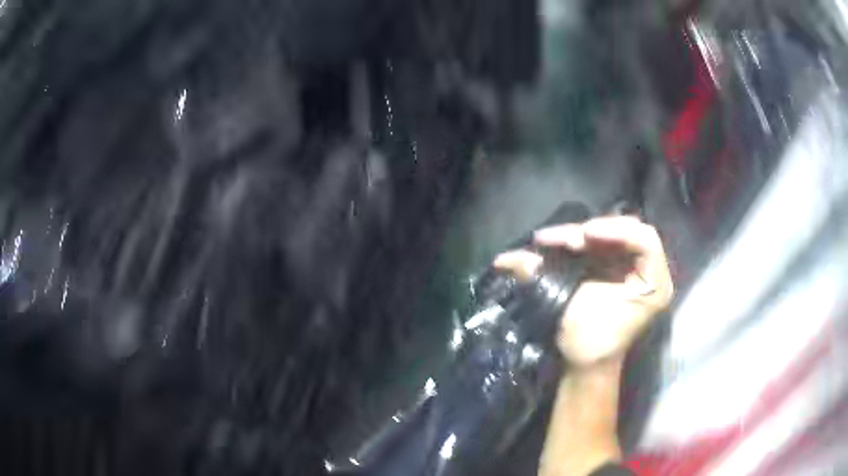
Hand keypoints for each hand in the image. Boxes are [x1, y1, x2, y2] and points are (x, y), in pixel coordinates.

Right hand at [495, 216, 673, 368]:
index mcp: (653, 285)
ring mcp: (635, 266)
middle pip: (627, 231)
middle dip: (592, 231)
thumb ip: (545, 282)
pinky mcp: (620, 266)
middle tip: (560, 238)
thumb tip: (507, 259)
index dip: (615, 230)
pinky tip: (558, 242)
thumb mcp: (573, 313)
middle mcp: (650, 271)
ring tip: (548, 239)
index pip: (645, 241)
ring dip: (580, 234)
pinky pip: (603, 242)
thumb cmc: (590, 345)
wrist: (590, 364)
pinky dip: (580, 241)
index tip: (585, 234)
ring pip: (611, 233)